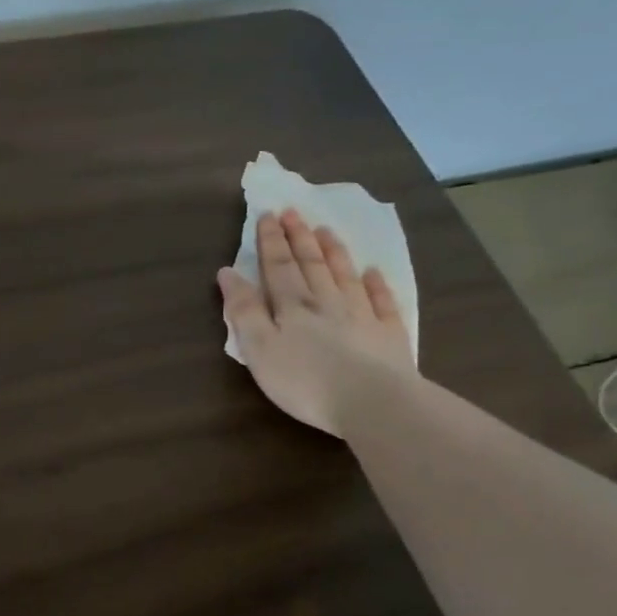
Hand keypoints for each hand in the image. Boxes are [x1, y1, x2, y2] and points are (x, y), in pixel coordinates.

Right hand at [217, 209, 415, 436]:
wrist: (373, 403)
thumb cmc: (305, 380)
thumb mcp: (258, 348)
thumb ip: (243, 311)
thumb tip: (227, 273)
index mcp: (292, 307)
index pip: (277, 267)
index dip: (270, 241)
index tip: (267, 215)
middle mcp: (326, 303)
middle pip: (311, 265)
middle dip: (299, 238)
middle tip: (293, 212)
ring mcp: (362, 317)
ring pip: (344, 276)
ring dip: (333, 252)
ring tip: (326, 230)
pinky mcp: (388, 336)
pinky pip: (382, 302)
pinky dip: (376, 285)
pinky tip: (374, 272)